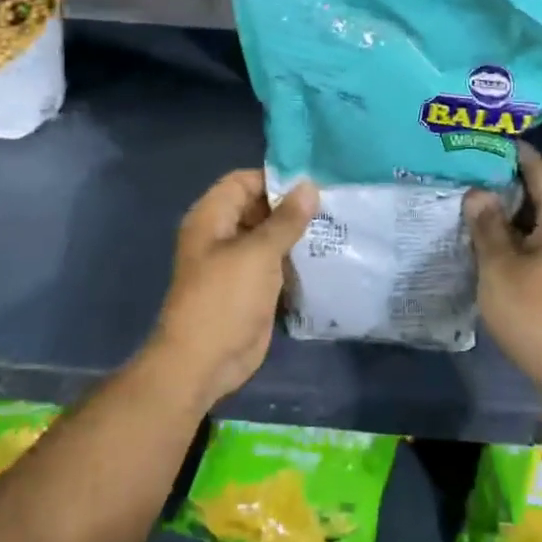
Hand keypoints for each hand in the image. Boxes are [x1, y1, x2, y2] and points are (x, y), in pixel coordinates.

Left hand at [146, 169, 317, 407]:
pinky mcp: (251, 288)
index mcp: (212, 218)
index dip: (274, 178)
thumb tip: (310, 185)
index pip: (243, 181)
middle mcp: (222, 235)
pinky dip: (295, 259)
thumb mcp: (258, 253)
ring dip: (297, 234)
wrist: (204, 362)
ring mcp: (236, 263)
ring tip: (336, 226)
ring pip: (269, 237)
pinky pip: (275, 264)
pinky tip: (325, 256)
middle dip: (291, 206)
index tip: (313, 183)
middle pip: (258, 207)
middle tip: (333, 205)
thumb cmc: (224, 299)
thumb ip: (286, 219)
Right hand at [466, 144, 541, 391]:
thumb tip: (479, 192)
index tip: (484, 143)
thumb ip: (487, 225)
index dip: (515, 153)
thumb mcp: (499, 266)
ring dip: (516, 210)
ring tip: (478, 205)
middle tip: (471, 174)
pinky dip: (525, 233)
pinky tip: (498, 241)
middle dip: (510, 181)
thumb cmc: (535, 313)